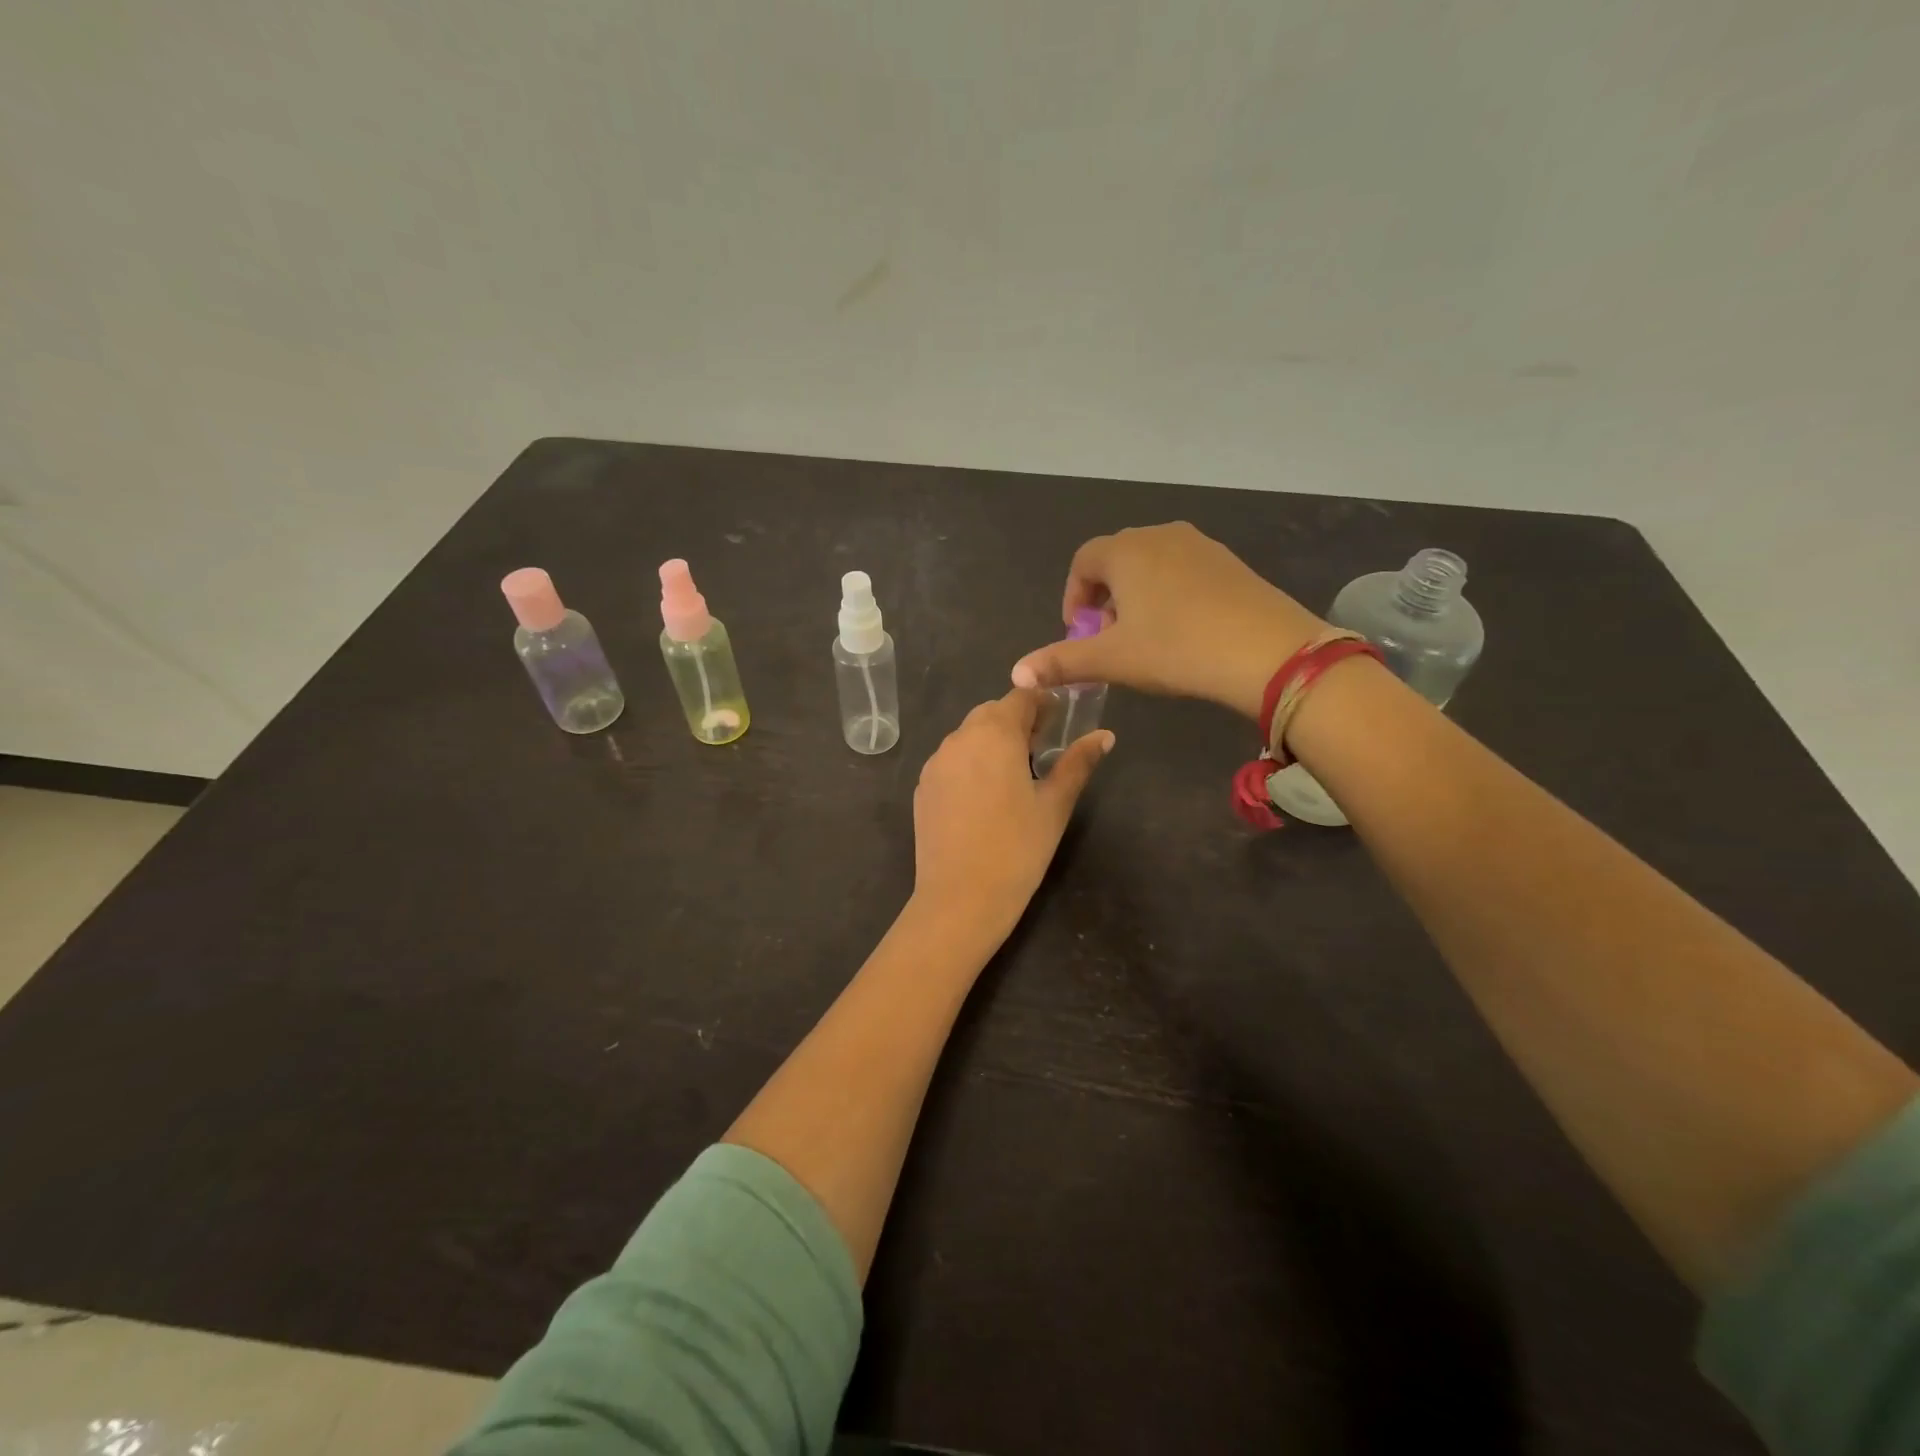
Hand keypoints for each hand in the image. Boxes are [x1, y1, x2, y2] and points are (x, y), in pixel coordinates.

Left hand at [912, 689, 1112, 936]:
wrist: (960, 899)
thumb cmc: (1018, 849)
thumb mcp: (1055, 804)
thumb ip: (1078, 763)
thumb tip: (1104, 736)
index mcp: (994, 733)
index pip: (1021, 696)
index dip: (1043, 703)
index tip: (1058, 723)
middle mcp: (959, 738)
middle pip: (991, 713)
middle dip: (1016, 722)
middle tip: (1040, 751)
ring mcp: (935, 763)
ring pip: (968, 736)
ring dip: (991, 742)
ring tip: (1013, 776)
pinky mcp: (922, 787)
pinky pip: (951, 761)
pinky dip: (970, 764)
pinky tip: (984, 798)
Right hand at [1010, 522, 1323, 719]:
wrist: (1266, 651)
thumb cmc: (1176, 649)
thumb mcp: (1112, 660)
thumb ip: (1061, 662)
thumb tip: (1016, 672)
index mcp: (1126, 550)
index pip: (1083, 561)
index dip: (1073, 597)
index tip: (1079, 634)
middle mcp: (1161, 535)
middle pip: (1117, 560)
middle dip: (1104, 599)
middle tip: (1110, 640)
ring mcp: (1201, 545)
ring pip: (1152, 565)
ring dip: (1137, 597)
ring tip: (1145, 638)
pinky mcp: (1231, 562)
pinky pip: (1184, 571)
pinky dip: (1171, 595)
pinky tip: (1184, 631)